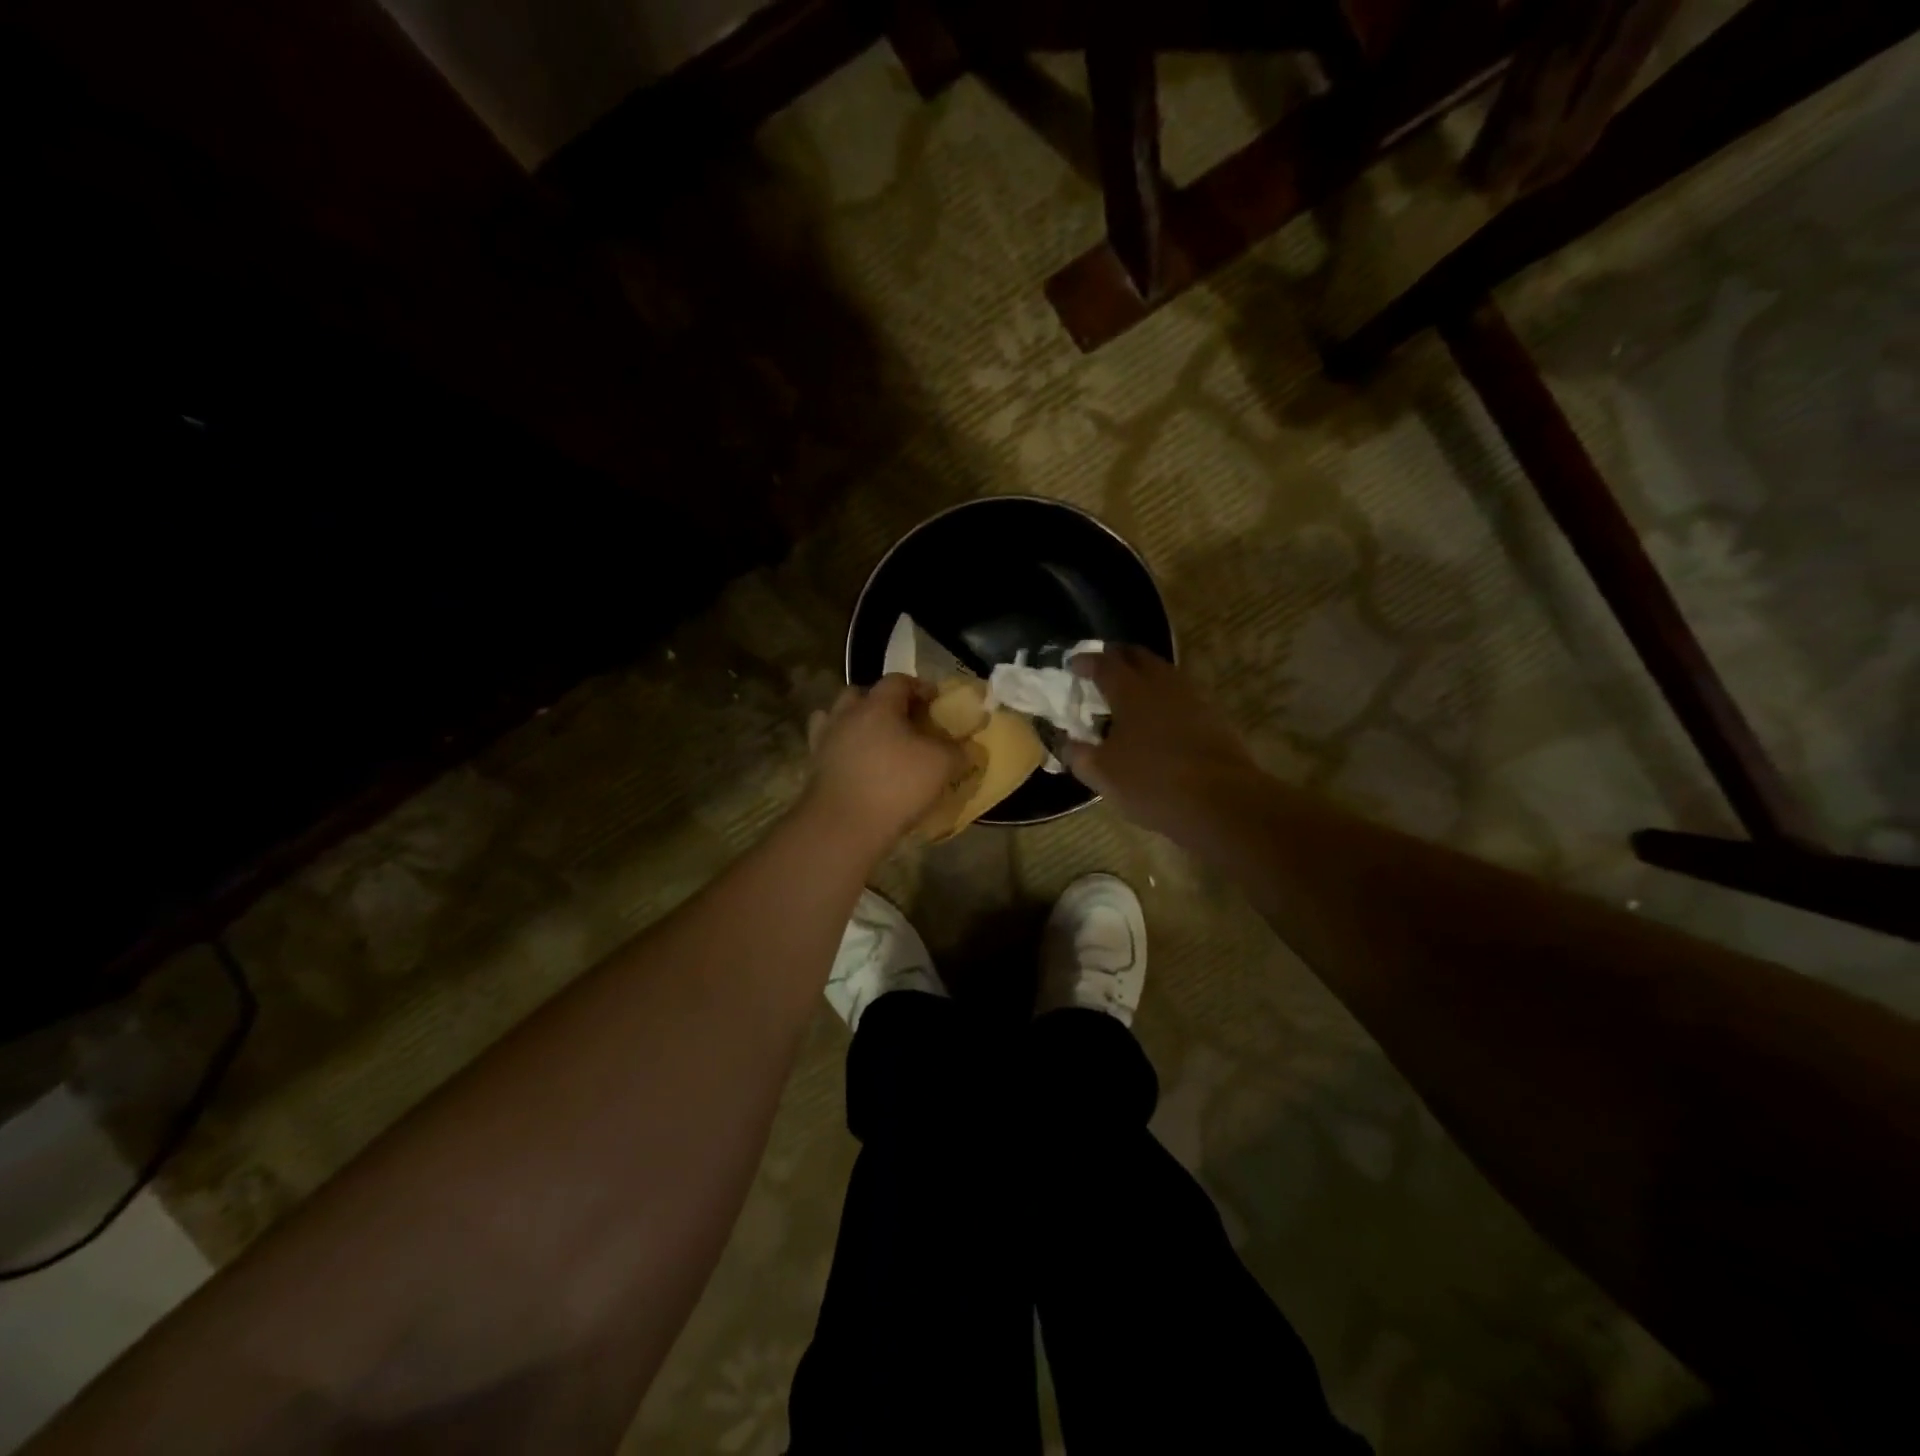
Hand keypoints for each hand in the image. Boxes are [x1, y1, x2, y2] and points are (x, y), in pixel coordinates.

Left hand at [804, 675, 971, 855]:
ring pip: (837, 717)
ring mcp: (825, 740)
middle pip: (860, 694)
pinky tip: (856, 764)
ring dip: (855, 722)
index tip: (935, 701)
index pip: (898, 681)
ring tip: (875, 741)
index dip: (919, 687)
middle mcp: (846, 714)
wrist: (844, 825)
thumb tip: (966, 748)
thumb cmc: (896, 785)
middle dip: (881, 702)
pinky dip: (842, 749)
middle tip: (902, 720)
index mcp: (877, 705)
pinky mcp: (813, 766)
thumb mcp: (941, 766)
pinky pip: (828, 746)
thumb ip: (957, 751)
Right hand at [1063, 646, 1260, 842]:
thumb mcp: (1102, 774)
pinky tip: (1158, 718)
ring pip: (1162, 673)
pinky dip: (1163, 696)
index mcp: (1130, 690)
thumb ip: (1077, 754)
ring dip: (1143, 675)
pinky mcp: (1212, 717)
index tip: (1073, 664)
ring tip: (1128, 693)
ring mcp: (1192, 697)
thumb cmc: (1152, 783)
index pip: (1103, 663)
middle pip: (1137, 656)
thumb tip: (1064, 741)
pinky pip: (1180, 695)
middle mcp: (1162, 684)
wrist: (1222, 802)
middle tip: (1101, 668)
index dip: (1085, 661)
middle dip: (1116, 657)